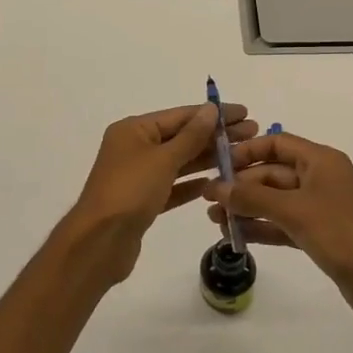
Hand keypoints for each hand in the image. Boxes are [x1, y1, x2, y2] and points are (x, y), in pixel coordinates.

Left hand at [63, 101, 255, 285]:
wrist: (100, 242)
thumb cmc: (130, 191)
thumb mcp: (163, 159)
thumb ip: (190, 136)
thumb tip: (210, 109)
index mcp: (134, 130)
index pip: (180, 116)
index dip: (213, 114)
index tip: (244, 113)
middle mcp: (135, 147)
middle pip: (181, 137)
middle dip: (215, 135)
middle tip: (252, 133)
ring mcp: (138, 175)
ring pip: (179, 162)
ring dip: (207, 158)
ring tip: (242, 156)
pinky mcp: (143, 201)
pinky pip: (173, 186)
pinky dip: (192, 183)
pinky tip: (216, 182)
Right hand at [202, 132, 352, 332]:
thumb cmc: (343, 235)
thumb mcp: (295, 212)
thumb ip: (253, 198)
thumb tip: (216, 187)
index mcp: (321, 161)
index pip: (277, 143)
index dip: (247, 151)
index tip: (218, 165)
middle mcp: (320, 179)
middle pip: (272, 173)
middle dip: (241, 186)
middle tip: (209, 200)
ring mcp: (320, 208)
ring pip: (275, 201)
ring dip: (247, 208)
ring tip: (215, 220)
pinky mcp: (319, 235)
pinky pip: (283, 224)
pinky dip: (262, 227)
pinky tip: (237, 236)